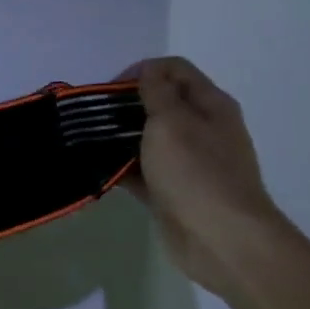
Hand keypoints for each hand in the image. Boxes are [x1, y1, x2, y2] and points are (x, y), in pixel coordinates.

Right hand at [114, 57, 291, 296]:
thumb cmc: (196, 173)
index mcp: (210, 105)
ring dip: (120, 137)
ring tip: (88, 141)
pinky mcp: (172, 191)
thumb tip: (148, 72)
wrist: (221, 239)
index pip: (174, 70)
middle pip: (161, 103)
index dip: (141, 71)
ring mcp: (188, 162)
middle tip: (94, 116)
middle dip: (126, 105)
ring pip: (149, 139)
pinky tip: (97, 169)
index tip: (109, 90)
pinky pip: (142, 171)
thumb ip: (157, 93)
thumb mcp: (172, 122)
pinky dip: (122, 168)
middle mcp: (202, 129)